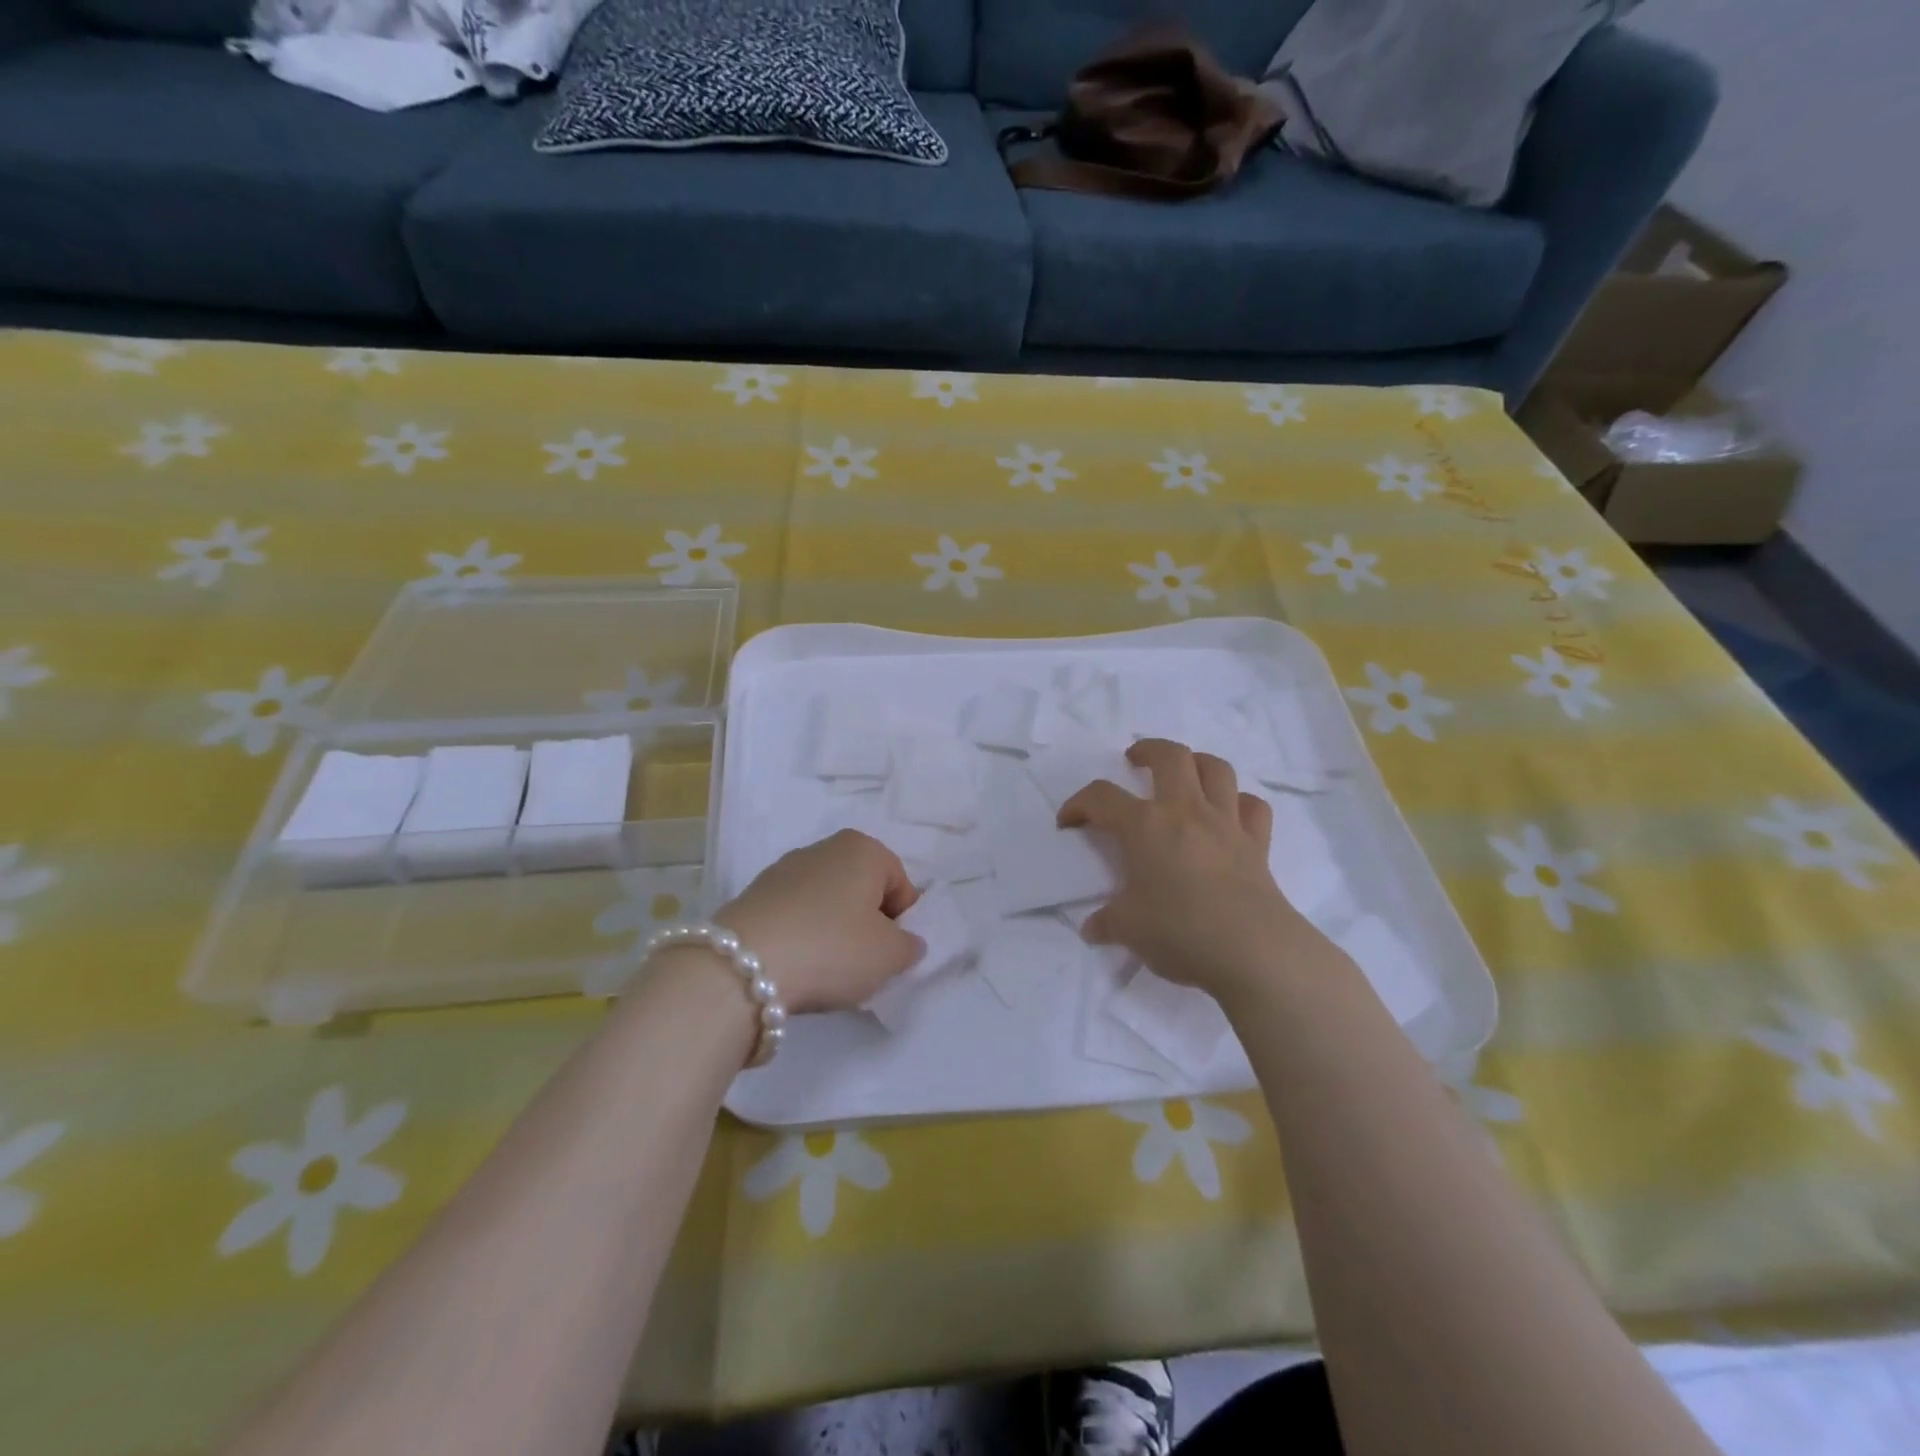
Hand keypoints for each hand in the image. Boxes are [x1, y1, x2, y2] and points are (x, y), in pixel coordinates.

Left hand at [715, 830, 925, 1013]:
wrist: (743, 967)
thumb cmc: (832, 948)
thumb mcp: (890, 956)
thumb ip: (909, 946)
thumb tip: (903, 942)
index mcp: (863, 848)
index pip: (900, 884)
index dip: (902, 922)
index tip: (890, 954)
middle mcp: (823, 848)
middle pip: (861, 889)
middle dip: (866, 924)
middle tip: (862, 963)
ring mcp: (783, 870)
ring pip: (826, 902)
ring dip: (832, 931)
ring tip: (825, 969)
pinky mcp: (753, 895)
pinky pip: (794, 916)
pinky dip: (801, 937)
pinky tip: (795, 966)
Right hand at [1058, 738, 1309, 998]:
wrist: (1252, 951)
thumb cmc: (1179, 932)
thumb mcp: (1128, 930)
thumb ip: (1107, 922)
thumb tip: (1093, 928)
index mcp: (1145, 826)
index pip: (1101, 798)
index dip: (1078, 804)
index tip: (1068, 822)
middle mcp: (1186, 811)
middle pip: (1170, 756)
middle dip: (1148, 750)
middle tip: (1134, 761)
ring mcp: (1226, 824)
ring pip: (1216, 769)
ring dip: (1197, 763)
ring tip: (1184, 774)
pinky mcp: (1257, 844)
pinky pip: (1252, 807)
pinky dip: (1240, 803)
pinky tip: (1229, 814)